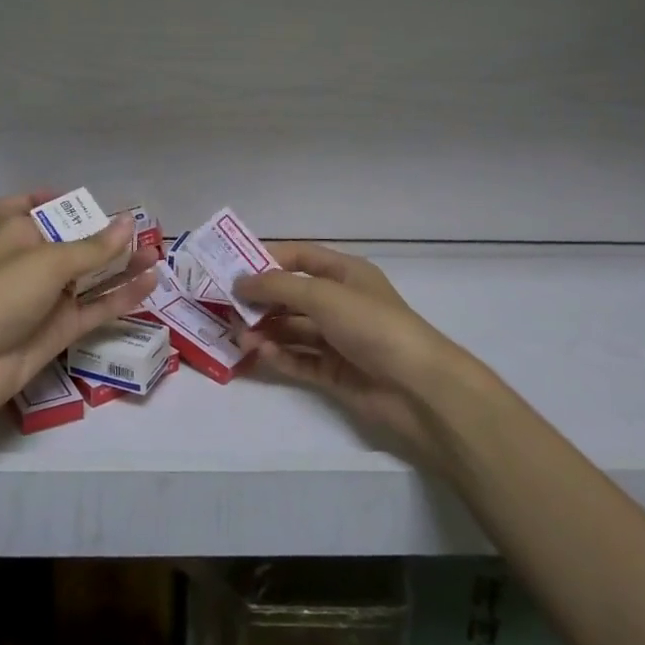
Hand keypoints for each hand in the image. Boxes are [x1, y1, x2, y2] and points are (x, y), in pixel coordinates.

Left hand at [0, 192, 161, 426]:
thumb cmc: (3, 294)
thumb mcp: (50, 262)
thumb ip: (94, 247)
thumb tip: (129, 223)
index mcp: (16, 235)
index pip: (17, 208)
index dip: (37, 200)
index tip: (68, 199)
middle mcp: (32, 263)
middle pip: (68, 242)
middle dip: (100, 235)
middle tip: (136, 229)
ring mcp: (48, 297)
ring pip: (89, 275)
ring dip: (120, 264)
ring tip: (155, 253)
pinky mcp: (62, 327)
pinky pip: (97, 306)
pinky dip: (122, 295)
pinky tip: (150, 283)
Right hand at [236, 243, 464, 461]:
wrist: (417, 387)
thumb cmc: (372, 325)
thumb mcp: (322, 295)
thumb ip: (277, 286)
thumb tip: (239, 281)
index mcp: (344, 273)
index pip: (299, 257)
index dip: (267, 260)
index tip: (232, 269)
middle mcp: (340, 302)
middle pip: (291, 295)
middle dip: (261, 300)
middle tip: (227, 309)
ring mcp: (338, 338)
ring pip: (292, 329)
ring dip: (266, 331)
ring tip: (240, 339)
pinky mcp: (335, 371)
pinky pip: (299, 358)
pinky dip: (280, 355)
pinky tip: (261, 355)